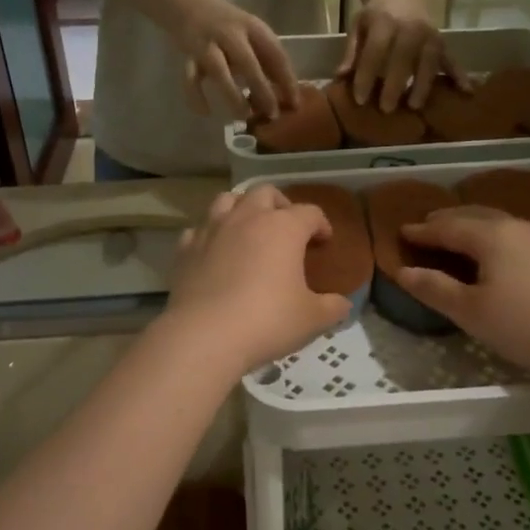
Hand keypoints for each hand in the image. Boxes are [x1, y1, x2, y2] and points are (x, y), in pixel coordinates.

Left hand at [165, 187, 350, 371]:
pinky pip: (200, 229)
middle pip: (266, 193)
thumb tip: (343, 304)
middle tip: (287, 229)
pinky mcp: (186, 248)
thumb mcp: (312, 319)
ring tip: (249, 230)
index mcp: (283, 228)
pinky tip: (216, 253)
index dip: (321, 224)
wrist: (204, 336)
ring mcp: (212, 230)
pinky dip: (212, 235)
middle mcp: (247, 218)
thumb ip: (332, 307)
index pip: (310, 212)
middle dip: (280, 205)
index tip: (324, 242)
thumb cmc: (267, 321)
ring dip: (242, 209)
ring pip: (227, 200)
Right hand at [174, 0, 300, 121]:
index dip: (287, 79)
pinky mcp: (188, 56)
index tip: (294, 103)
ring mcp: (207, 44)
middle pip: (248, 63)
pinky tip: (206, 112)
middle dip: (261, 90)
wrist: (186, 2)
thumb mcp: (250, 34)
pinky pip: (190, 79)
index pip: (275, 54)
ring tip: (243, 116)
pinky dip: (196, 96)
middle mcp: (230, 34)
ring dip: (232, 95)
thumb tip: (285, 94)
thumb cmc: (227, 25)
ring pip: (219, 71)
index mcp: (252, 27)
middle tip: (272, 114)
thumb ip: (265, 58)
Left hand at [337, 0, 462, 112]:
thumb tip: (341, 76)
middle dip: (394, 85)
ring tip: (414, 106)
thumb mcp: (358, 25)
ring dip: (423, 85)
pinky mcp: (442, 41)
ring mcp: (429, 35)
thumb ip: (351, 51)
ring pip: (428, 62)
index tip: (359, 99)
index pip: (375, 53)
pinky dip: (459, 75)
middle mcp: (410, 27)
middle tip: (386, 109)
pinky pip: (451, 59)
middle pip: (402, 59)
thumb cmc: (377, 12)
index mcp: (385, 22)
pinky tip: (466, 91)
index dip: (366, 76)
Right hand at [395, 207, 529, 379]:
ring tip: (467, 233)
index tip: (403, 231)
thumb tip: (403, 271)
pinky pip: (528, 236)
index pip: (448, 227)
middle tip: (430, 223)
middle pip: (478, 216)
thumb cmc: (523, 324)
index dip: (423, 231)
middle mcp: (520, 227)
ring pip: (506, 223)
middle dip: (451, 219)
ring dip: (480, 225)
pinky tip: (516, 243)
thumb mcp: (470, 311)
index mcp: (492, 235)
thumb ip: (434, 288)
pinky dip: (508, 237)